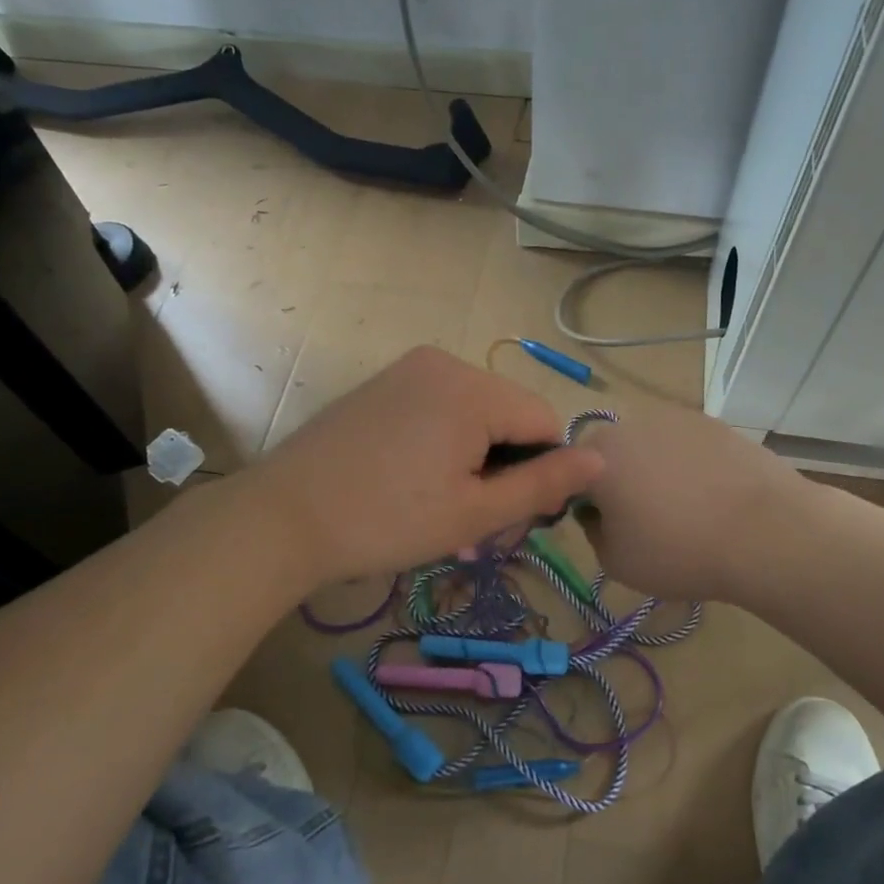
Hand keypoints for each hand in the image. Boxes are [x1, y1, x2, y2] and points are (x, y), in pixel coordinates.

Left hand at [249, 346, 603, 584]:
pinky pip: (440, 407)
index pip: (544, 422)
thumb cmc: (386, 521)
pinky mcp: (383, 383)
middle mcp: (444, 362)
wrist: (283, 518)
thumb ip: (543, 484)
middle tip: (471, 518)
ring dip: (476, 456)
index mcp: (472, 388)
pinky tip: (414, 478)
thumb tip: (600, 460)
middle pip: (509, 414)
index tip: (508, 515)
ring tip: (440, 502)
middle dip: (505, 464)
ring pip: (476, 412)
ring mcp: (408, 368)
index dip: (540, 471)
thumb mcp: (475, 513)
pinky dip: (445, 441)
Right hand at [577, 400, 805, 604]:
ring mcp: (677, 418)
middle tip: (644, 521)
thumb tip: (600, 514)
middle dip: (620, 481)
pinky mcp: (715, 423)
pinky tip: (714, 497)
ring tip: (686, 511)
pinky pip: (688, 446)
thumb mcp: (615, 562)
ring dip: (657, 472)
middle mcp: (631, 424)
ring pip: (652, 447)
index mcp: (597, 455)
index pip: (570, 473)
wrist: (766, 532)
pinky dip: (692, 466)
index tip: (605, 527)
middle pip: (612, 454)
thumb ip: (593, 533)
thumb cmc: (679, 551)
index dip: (583, 501)